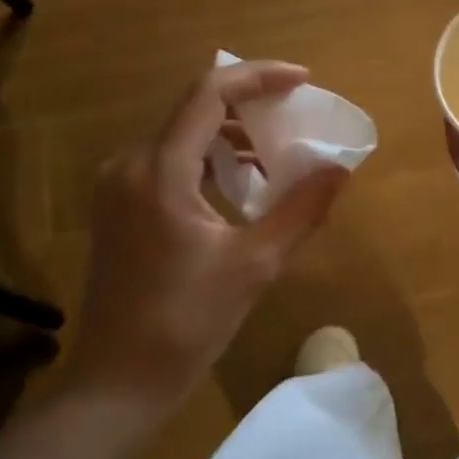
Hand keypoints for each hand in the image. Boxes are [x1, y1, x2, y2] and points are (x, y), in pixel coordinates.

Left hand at [74, 59, 348, 422]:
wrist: (118, 381)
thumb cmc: (186, 323)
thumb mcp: (254, 264)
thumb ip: (301, 209)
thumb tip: (340, 169)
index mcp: (159, 171)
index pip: (209, 94)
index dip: (259, 77)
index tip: (303, 80)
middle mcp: (130, 165)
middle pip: (194, 109)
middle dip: (250, 106)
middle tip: (297, 118)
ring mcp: (118, 186)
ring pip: (182, 136)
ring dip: (231, 136)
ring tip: (277, 156)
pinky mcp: (119, 208)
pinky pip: (170, 163)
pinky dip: (210, 162)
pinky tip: (242, 187)